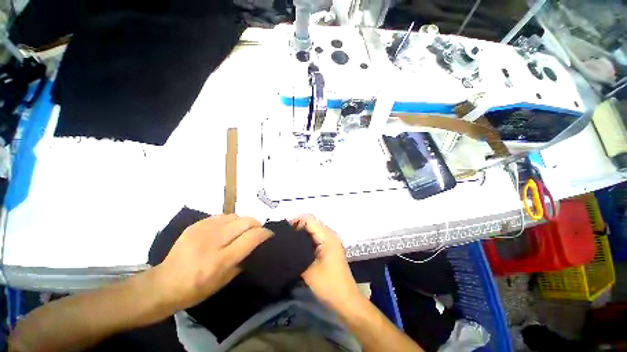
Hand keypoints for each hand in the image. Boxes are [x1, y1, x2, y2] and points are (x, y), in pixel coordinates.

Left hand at [154, 214, 271, 310]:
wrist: (163, 284)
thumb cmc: (196, 289)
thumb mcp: (224, 281)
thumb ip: (243, 260)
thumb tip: (257, 245)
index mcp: (221, 260)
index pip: (252, 237)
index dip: (265, 233)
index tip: (269, 235)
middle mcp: (213, 241)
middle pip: (246, 221)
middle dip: (257, 225)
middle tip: (256, 232)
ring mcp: (203, 230)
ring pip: (235, 216)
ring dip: (243, 222)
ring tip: (242, 230)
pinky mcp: (196, 225)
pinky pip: (222, 216)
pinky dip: (230, 220)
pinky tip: (227, 229)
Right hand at [291, 215, 360, 308]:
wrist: (346, 301)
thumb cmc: (329, 285)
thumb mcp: (309, 270)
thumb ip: (295, 255)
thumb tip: (283, 244)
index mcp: (327, 236)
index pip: (308, 219)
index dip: (294, 222)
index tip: (282, 233)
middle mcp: (330, 234)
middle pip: (310, 222)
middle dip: (296, 228)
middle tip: (283, 239)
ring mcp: (330, 241)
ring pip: (312, 230)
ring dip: (300, 234)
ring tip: (287, 244)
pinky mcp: (329, 248)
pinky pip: (315, 237)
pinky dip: (305, 240)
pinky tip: (297, 249)